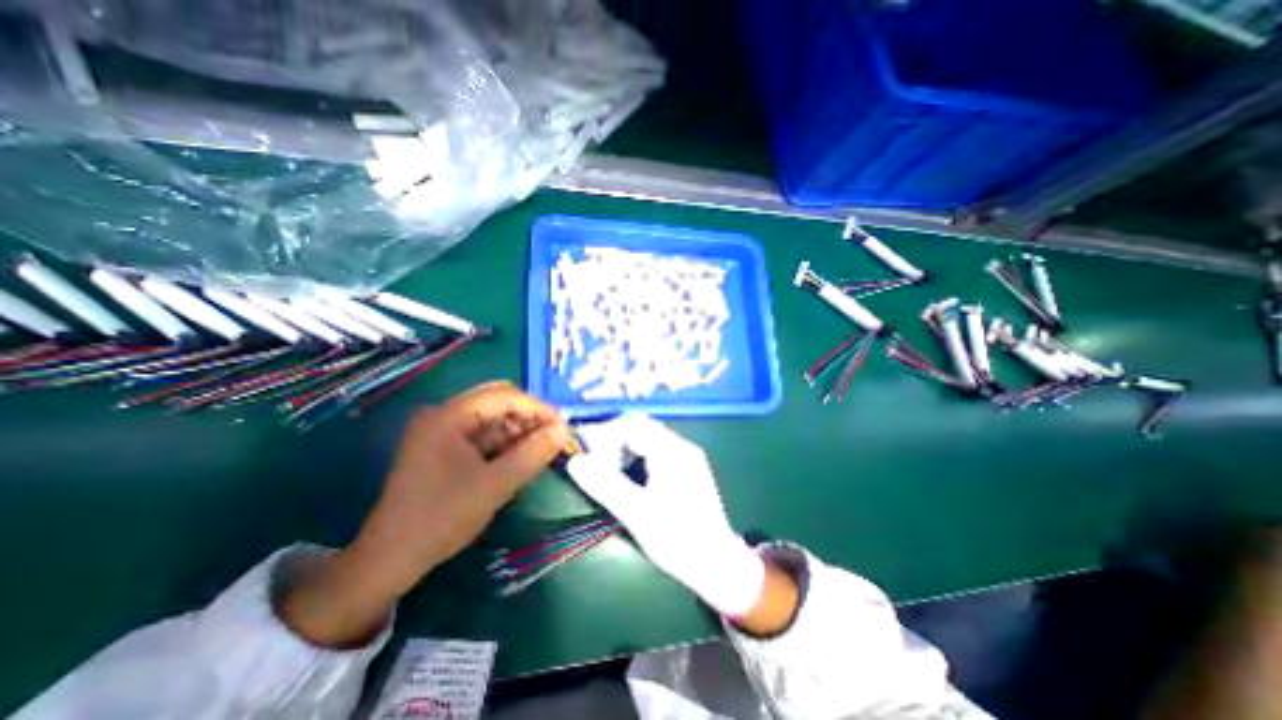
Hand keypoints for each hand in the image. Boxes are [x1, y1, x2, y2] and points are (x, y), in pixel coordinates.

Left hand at [285, 381, 576, 646]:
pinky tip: (520, 457)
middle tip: (553, 436)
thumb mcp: (495, 485)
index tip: (563, 426)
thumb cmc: (442, 518)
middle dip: (529, 417)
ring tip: (541, 449)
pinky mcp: (443, 447)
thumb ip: (534, 453)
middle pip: (497, 402)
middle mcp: (443, 414)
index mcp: (448, 416)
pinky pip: (482, 435)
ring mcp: (441, 431)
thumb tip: (564, 430)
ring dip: (518, 430)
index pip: (504, 396)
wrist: (389, 560)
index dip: (537, 408)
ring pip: (491, 418)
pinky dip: (504, 443)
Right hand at [566, 415, 764, 617]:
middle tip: (595, 462)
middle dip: (614, 440)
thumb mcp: (636, 513)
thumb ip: (605, 485)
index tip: (589, 455)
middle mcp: (682, 447)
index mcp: (672, 451)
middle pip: (642, 427)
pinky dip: (638, 456)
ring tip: (609, 470)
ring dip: (625, 447)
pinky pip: (658, 450)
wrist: (717, 563)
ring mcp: (688, 457)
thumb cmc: (677, 539)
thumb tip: (575, 461)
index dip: (606, 434)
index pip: (633, 424)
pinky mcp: (689, 468)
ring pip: (649, 438)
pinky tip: (630, 476)